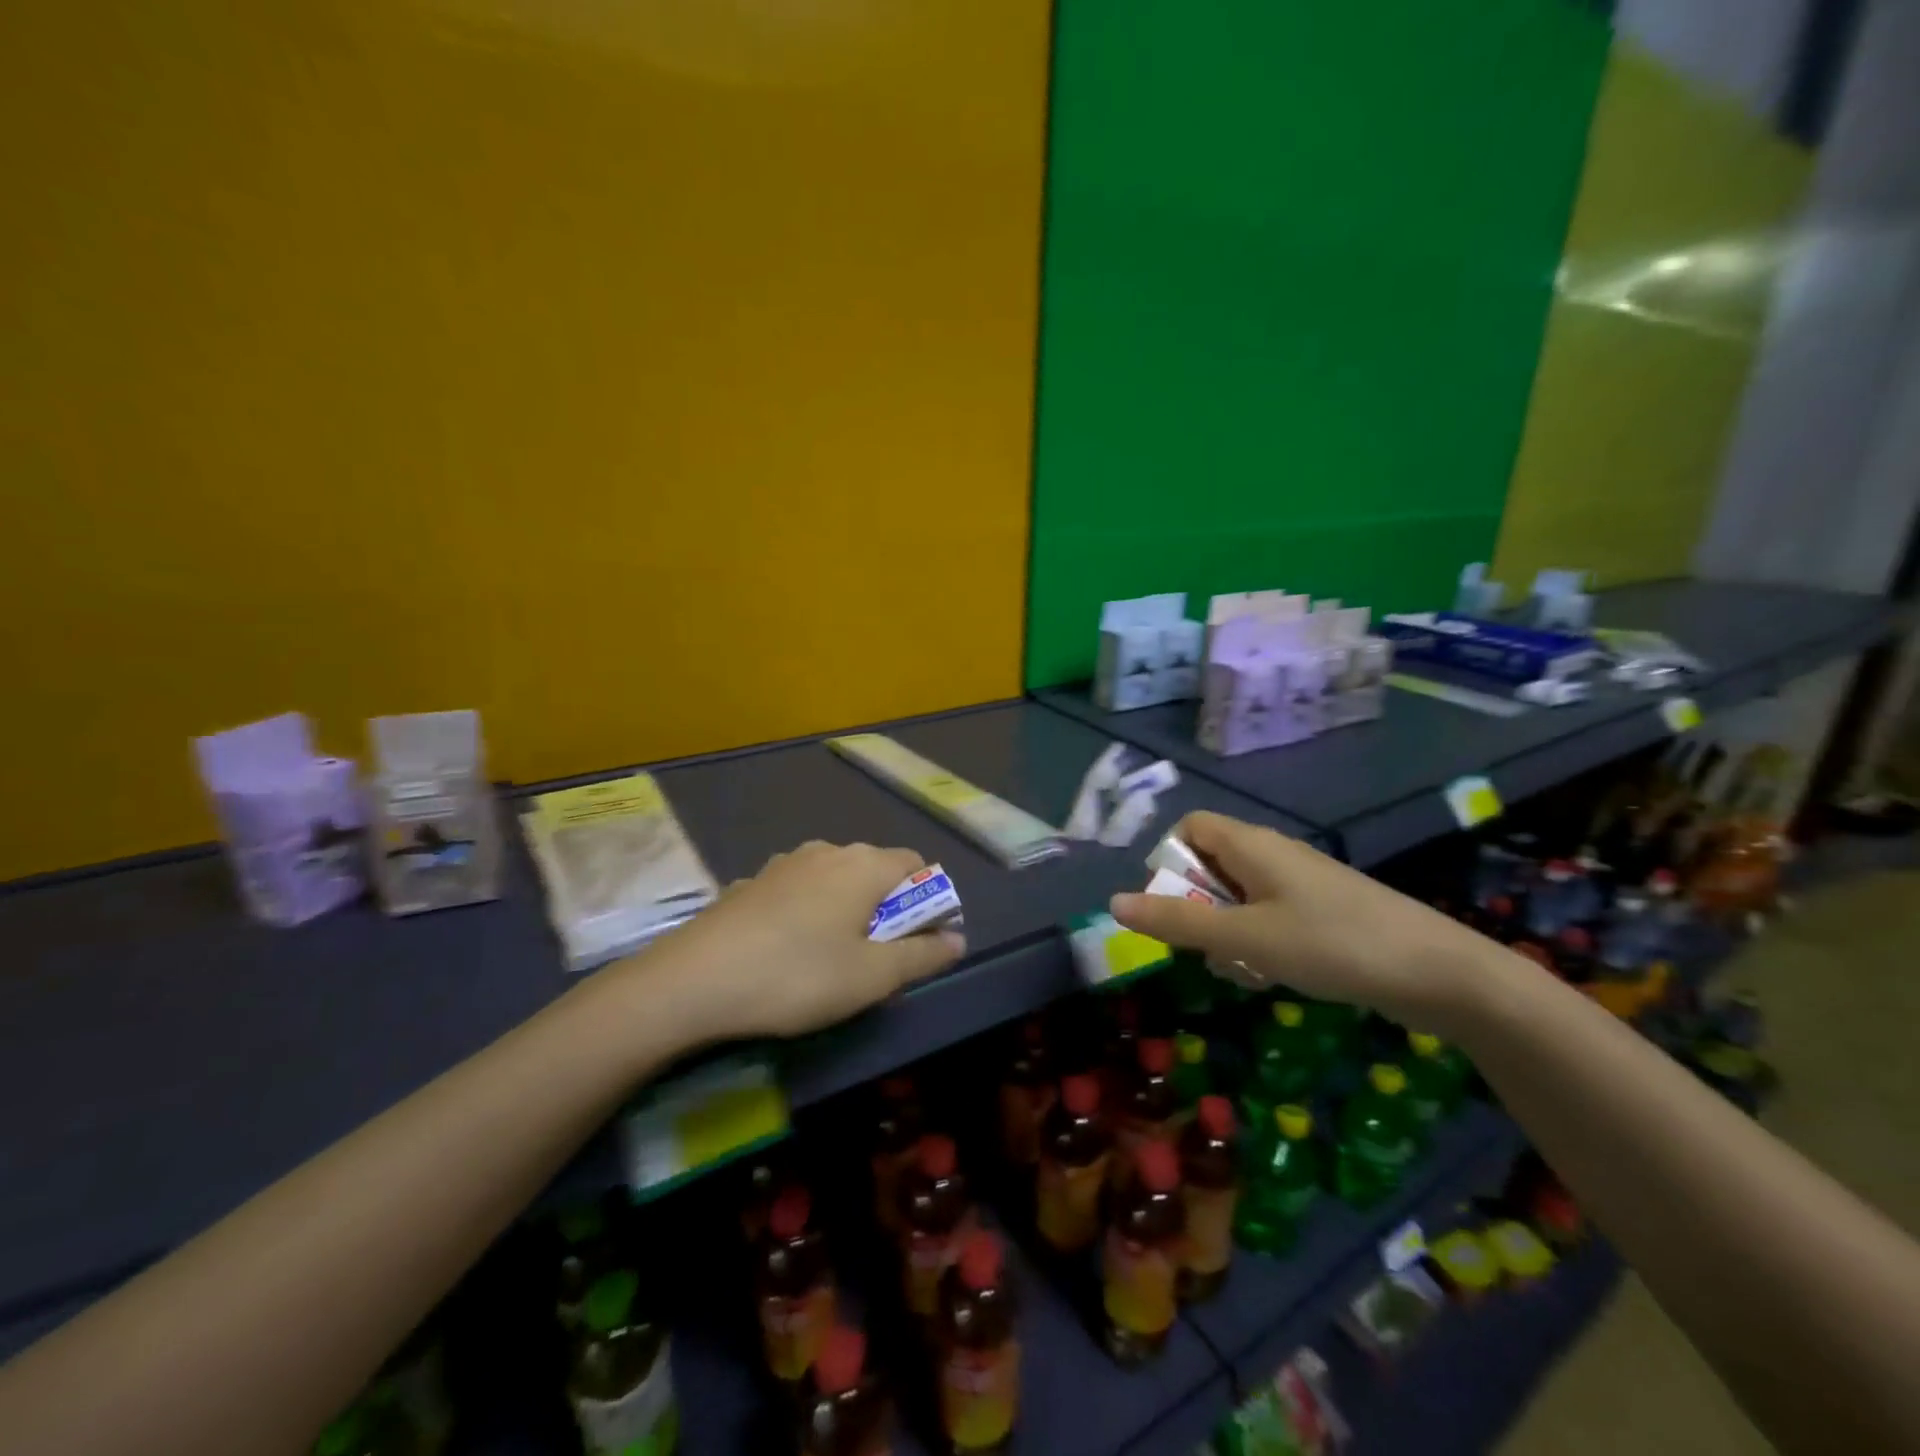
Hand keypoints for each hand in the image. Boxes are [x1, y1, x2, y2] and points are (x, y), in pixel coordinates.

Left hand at [609, 840, 965, 1041]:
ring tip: (831, 958)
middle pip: (876, 870)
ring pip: (834, 880)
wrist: (692, 981)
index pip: (917, 865)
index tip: (919, 942)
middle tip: (877, 959)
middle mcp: (827, 851)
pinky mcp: (751, 882)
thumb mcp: (871, 977)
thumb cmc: (797, 976)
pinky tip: (786, 951)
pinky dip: (807, 912)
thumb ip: (922, 956)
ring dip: (846, 909)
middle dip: (887, 908)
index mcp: (864, 865)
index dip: (928, 900)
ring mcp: (784, 863)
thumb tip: (957, 940)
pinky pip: (797, 891)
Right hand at [1109, 811, 1496, 1033]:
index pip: (1190, 827)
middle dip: (1197, 907)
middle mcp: (1274, 853)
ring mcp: (1302, 882)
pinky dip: (1258, 941)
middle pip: (1211, 863)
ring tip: (1243, 969)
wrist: (1440, 973)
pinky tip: (1273, 976)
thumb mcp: (1244, 937)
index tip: (1171, 906)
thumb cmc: (1331, 944)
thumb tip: (1115, 903)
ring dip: (1226, 931)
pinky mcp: (1324, 911)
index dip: (1169, 861)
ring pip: (1239, 896)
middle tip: (1205, 948)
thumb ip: (1177, 921)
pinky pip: (1270, 915)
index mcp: (1252, 844)